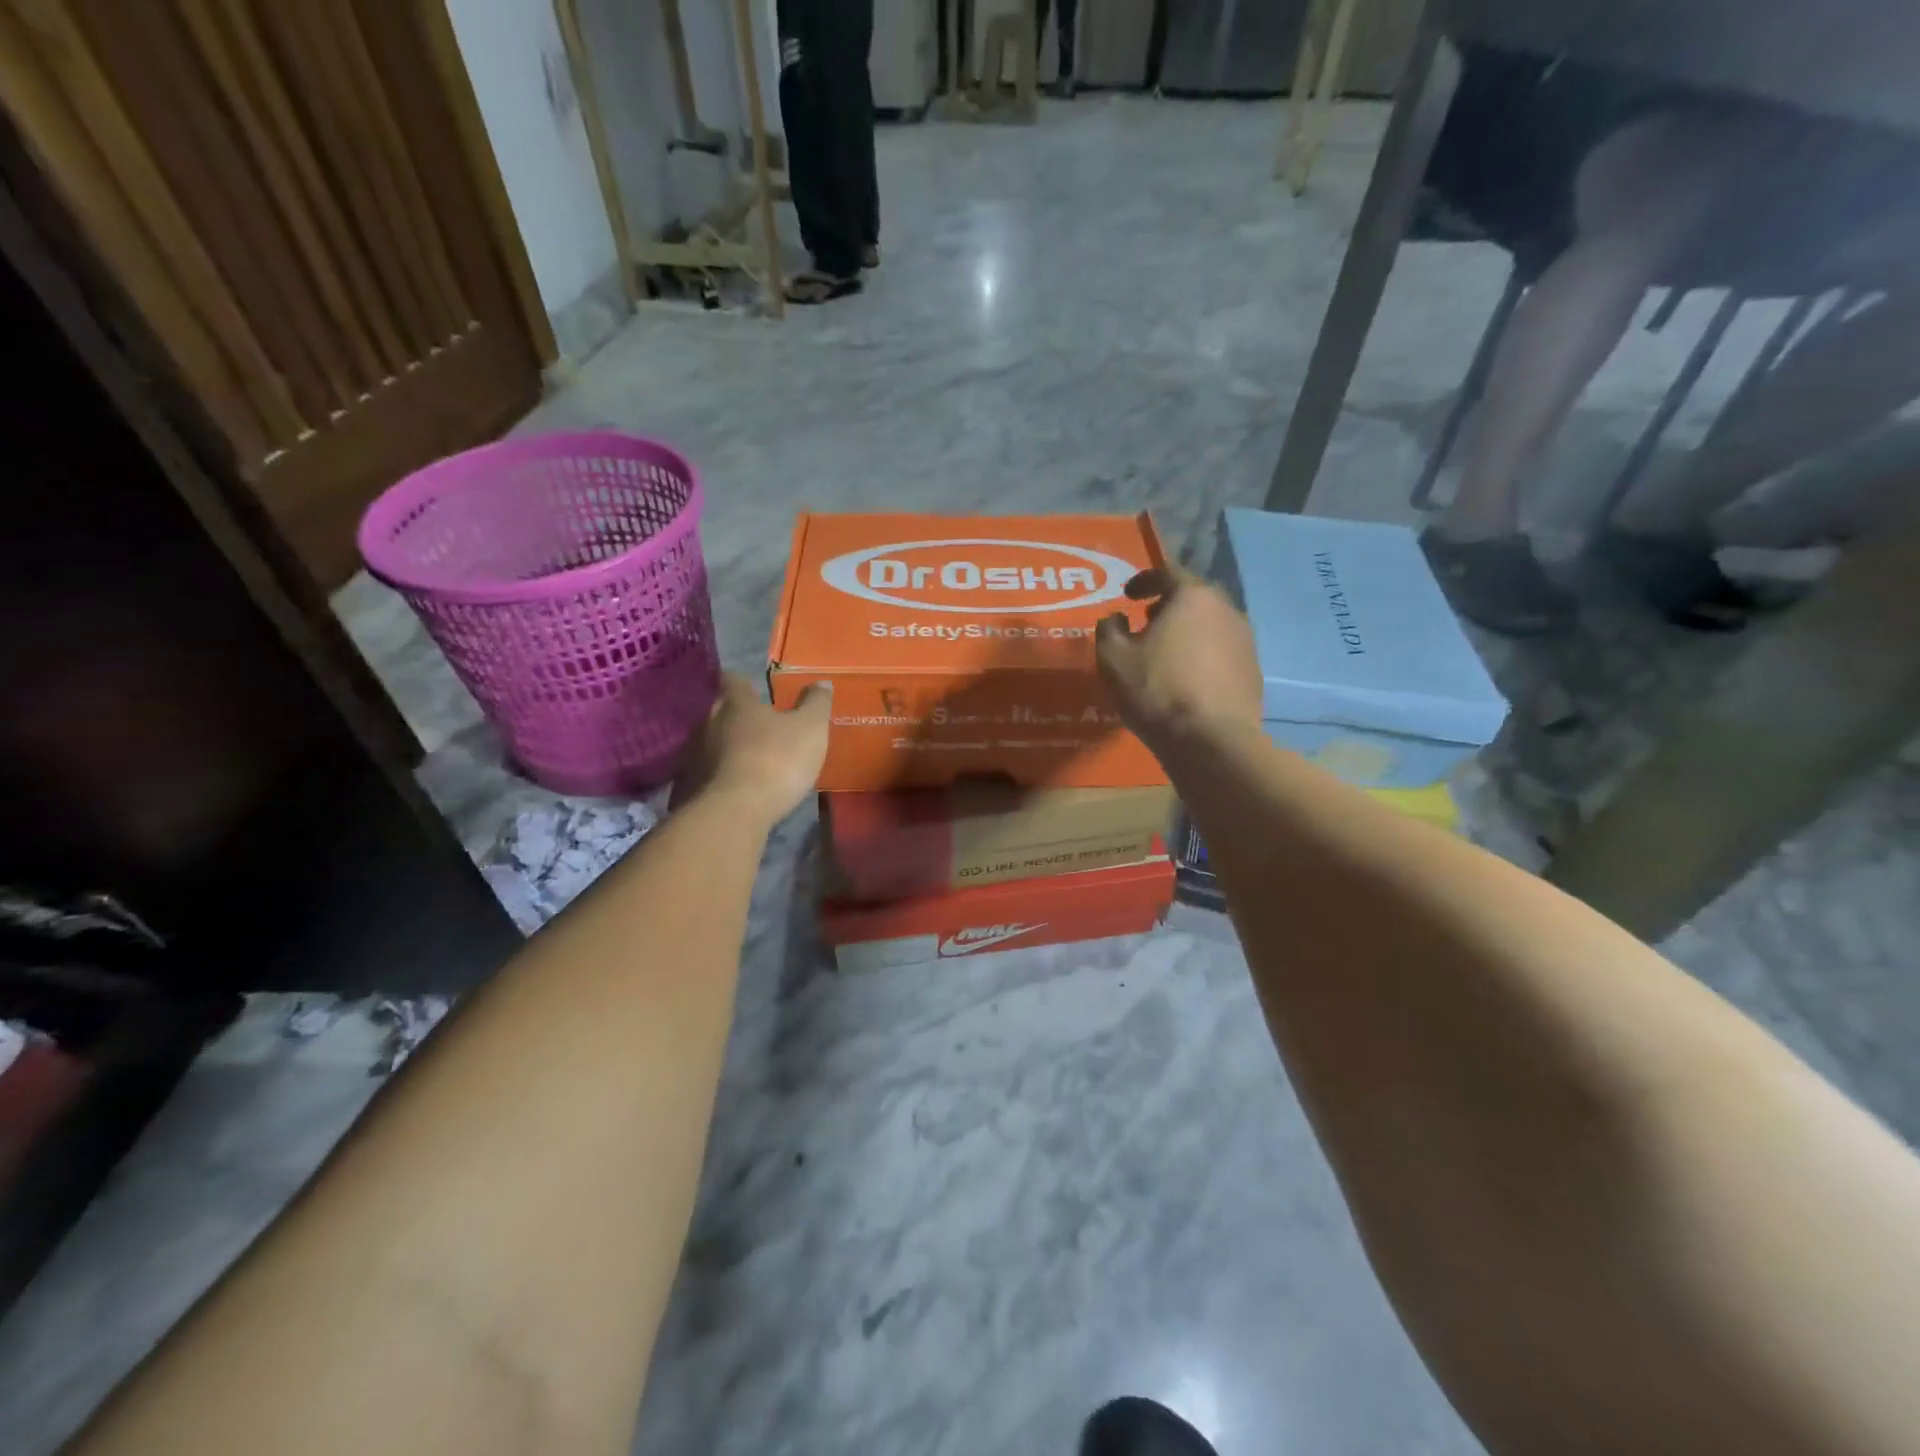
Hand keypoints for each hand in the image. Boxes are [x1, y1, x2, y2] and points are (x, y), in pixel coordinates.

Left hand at [675, 674, 830, 823]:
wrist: (734, 813)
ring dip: (727, 748)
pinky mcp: (687, 786)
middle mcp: (708, 722)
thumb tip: (821, 682)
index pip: (734, 680)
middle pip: (720, 711)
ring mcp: (692, 755)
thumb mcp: (810, 729)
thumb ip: (816, 703)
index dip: (745, 683)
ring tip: (748, 760)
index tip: (755, 689)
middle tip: (759, 727)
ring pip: (710, 742)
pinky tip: (734, 787)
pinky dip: (719, 776)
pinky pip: (705, 773)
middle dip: (737, 717)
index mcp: (736, 703)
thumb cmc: (776, 760)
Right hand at [1096, 566, 1262, 751]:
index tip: (1128, 595)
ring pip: (1210, 624)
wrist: (1211, 740)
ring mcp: (1245, 641)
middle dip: (1168, 605)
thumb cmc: (1157, 690)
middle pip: (1194, 597)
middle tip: (1146, 622)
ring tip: (1164, 653)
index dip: (1144, 580)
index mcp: (1193, 597)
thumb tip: (1116, 618)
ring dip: (1187, 631)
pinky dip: (1201, 654)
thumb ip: (1109, 630)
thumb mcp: (1113, 659)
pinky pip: (1221, 651)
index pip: (1168, 572)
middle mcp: (1226, 609)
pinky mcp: (1253, 671)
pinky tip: (1185, 678)